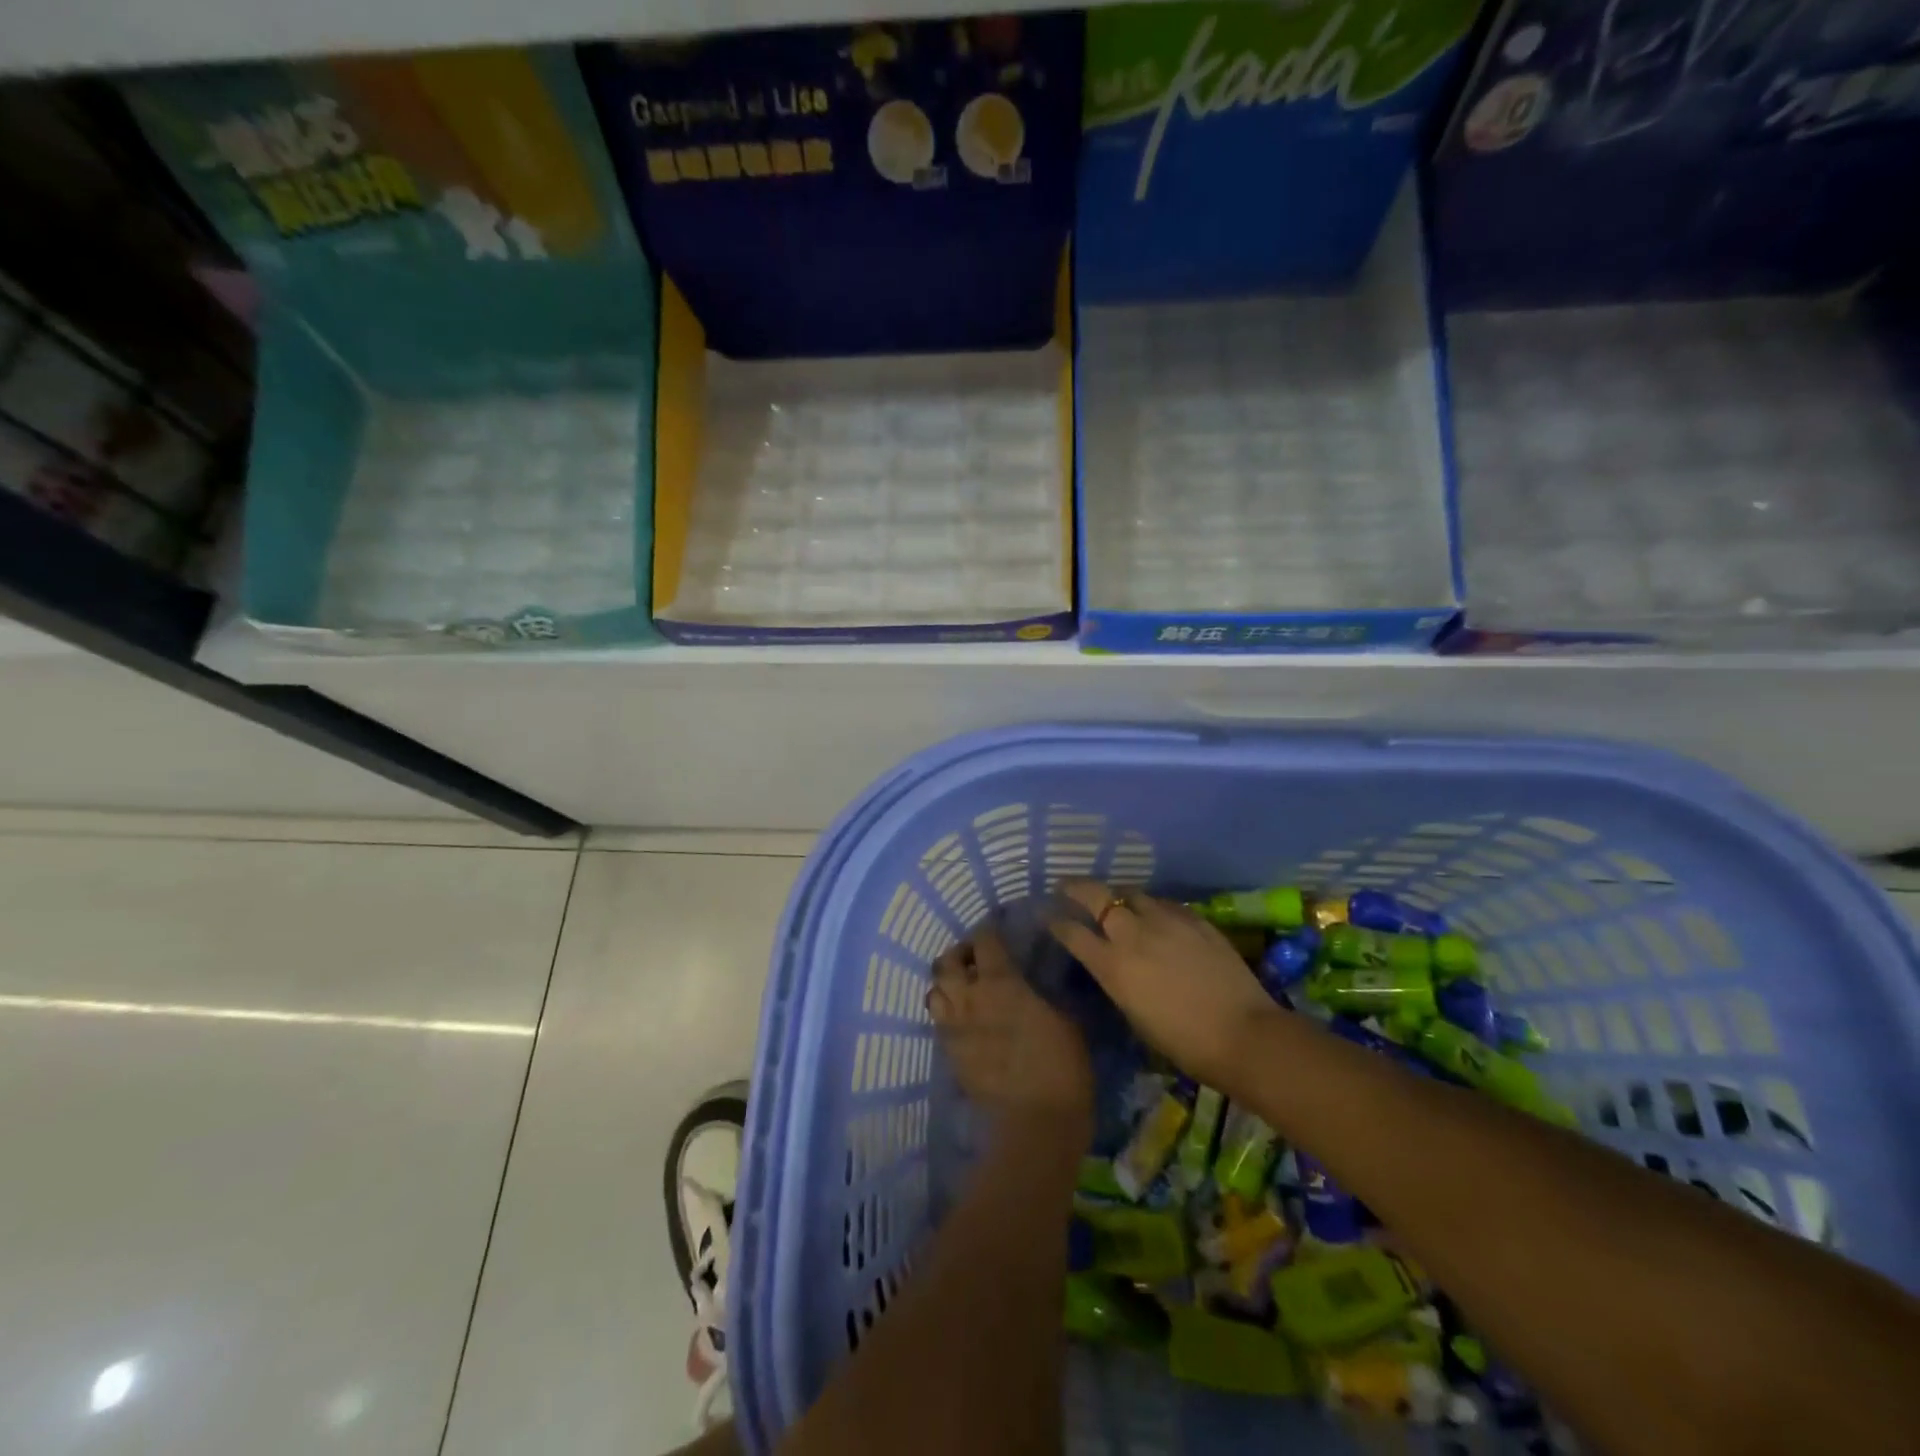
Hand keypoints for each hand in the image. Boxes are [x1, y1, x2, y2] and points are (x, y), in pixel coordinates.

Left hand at [929, 924, 1092, 1132]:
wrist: (1037, 1120)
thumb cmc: (1061, 1063)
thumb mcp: (1063, 1017)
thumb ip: (1038, 994)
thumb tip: (1030, 986)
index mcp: (1001, 981)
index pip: (984, 940)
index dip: (987, 931)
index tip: (996, 930)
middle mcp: (969, 997)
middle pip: (946, 961)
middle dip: (959, 954)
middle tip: (975, 959)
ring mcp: (954, 1027)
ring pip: (934, 990)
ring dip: (947, 984)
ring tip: (963, 989)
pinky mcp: (949, 1054)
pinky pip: (939, 1022)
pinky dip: (947, 1014)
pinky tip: (964, 1021)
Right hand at [1048, 881, 1279, 1094]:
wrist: (1243, 1034)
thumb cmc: (1184, 1042)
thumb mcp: (1135, 1016)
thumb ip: (1117, 981)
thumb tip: (1112, 965)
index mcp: (1112, 966)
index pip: (1072, 932)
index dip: (1055, 920)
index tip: (1047, 914)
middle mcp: (1133, 935)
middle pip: (1096, 895)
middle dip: (1076, 887)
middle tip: (1067, 886)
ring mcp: (1166, 921)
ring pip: (1132, 892)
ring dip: (1119, 895)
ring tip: (1116, 900)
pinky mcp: (1195, 919)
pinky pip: (1164, 903)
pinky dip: (1152, 906)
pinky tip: (1156, 914)